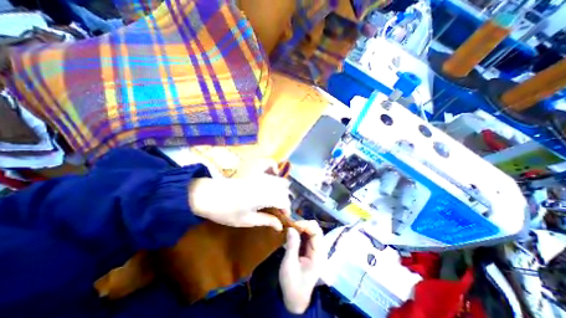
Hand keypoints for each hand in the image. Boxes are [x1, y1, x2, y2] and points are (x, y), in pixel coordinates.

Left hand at [189, 177, 291, 230]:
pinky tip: (270, 182)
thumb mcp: (246, 220)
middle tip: (278, 209)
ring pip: (279, 180)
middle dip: (284, 199)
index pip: (284, 200)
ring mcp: (260, 175)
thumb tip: (280, 226)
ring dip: (281, 190)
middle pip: (284, 189)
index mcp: (263, 196)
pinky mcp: (255, 172)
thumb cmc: (225, 211)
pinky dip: (275, 174)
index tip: (283, 217)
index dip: (286, 209)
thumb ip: (266, 221)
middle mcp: (265, 183)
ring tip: (274, 199)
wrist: (207, 195)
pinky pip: (271, 168)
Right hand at [278, 220, 322, 313]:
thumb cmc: (292, 284)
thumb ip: (292, 245)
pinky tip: (291, 232)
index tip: (294, 224)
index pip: (317, 232)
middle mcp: (319, 249)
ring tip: (290, 227)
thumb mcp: (290, 264)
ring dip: (301, 227)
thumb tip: (291, 228)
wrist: (294, 298)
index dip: (306, 225)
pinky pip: (306, 236)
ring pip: (311, 231)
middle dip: (304, 224)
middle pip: (315, 229)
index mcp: (318, 254)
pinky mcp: (308, 250)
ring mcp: (314, 249)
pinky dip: (299, 231)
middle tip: (291, 225)